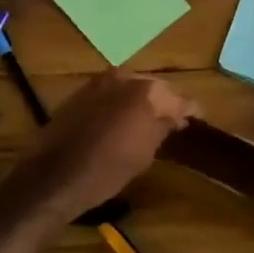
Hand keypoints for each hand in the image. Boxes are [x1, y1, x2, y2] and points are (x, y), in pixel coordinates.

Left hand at [6, 70, 199, 221]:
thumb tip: (176, 117)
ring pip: (132, 86)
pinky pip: (111, 91)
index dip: (191, 110)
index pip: (179, 98)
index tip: (197, 119)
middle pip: (155, 87)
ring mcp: (100, 81)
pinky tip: (123, 119)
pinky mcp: (81, 90)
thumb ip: (163, 127)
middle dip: (165, 102)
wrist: (55, 175)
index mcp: (147, 92)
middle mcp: (124, 77)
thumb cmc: (107, 170)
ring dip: (142, 100)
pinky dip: (121, 102)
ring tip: (150, 121)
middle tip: (174, 121)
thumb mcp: (144, 153)